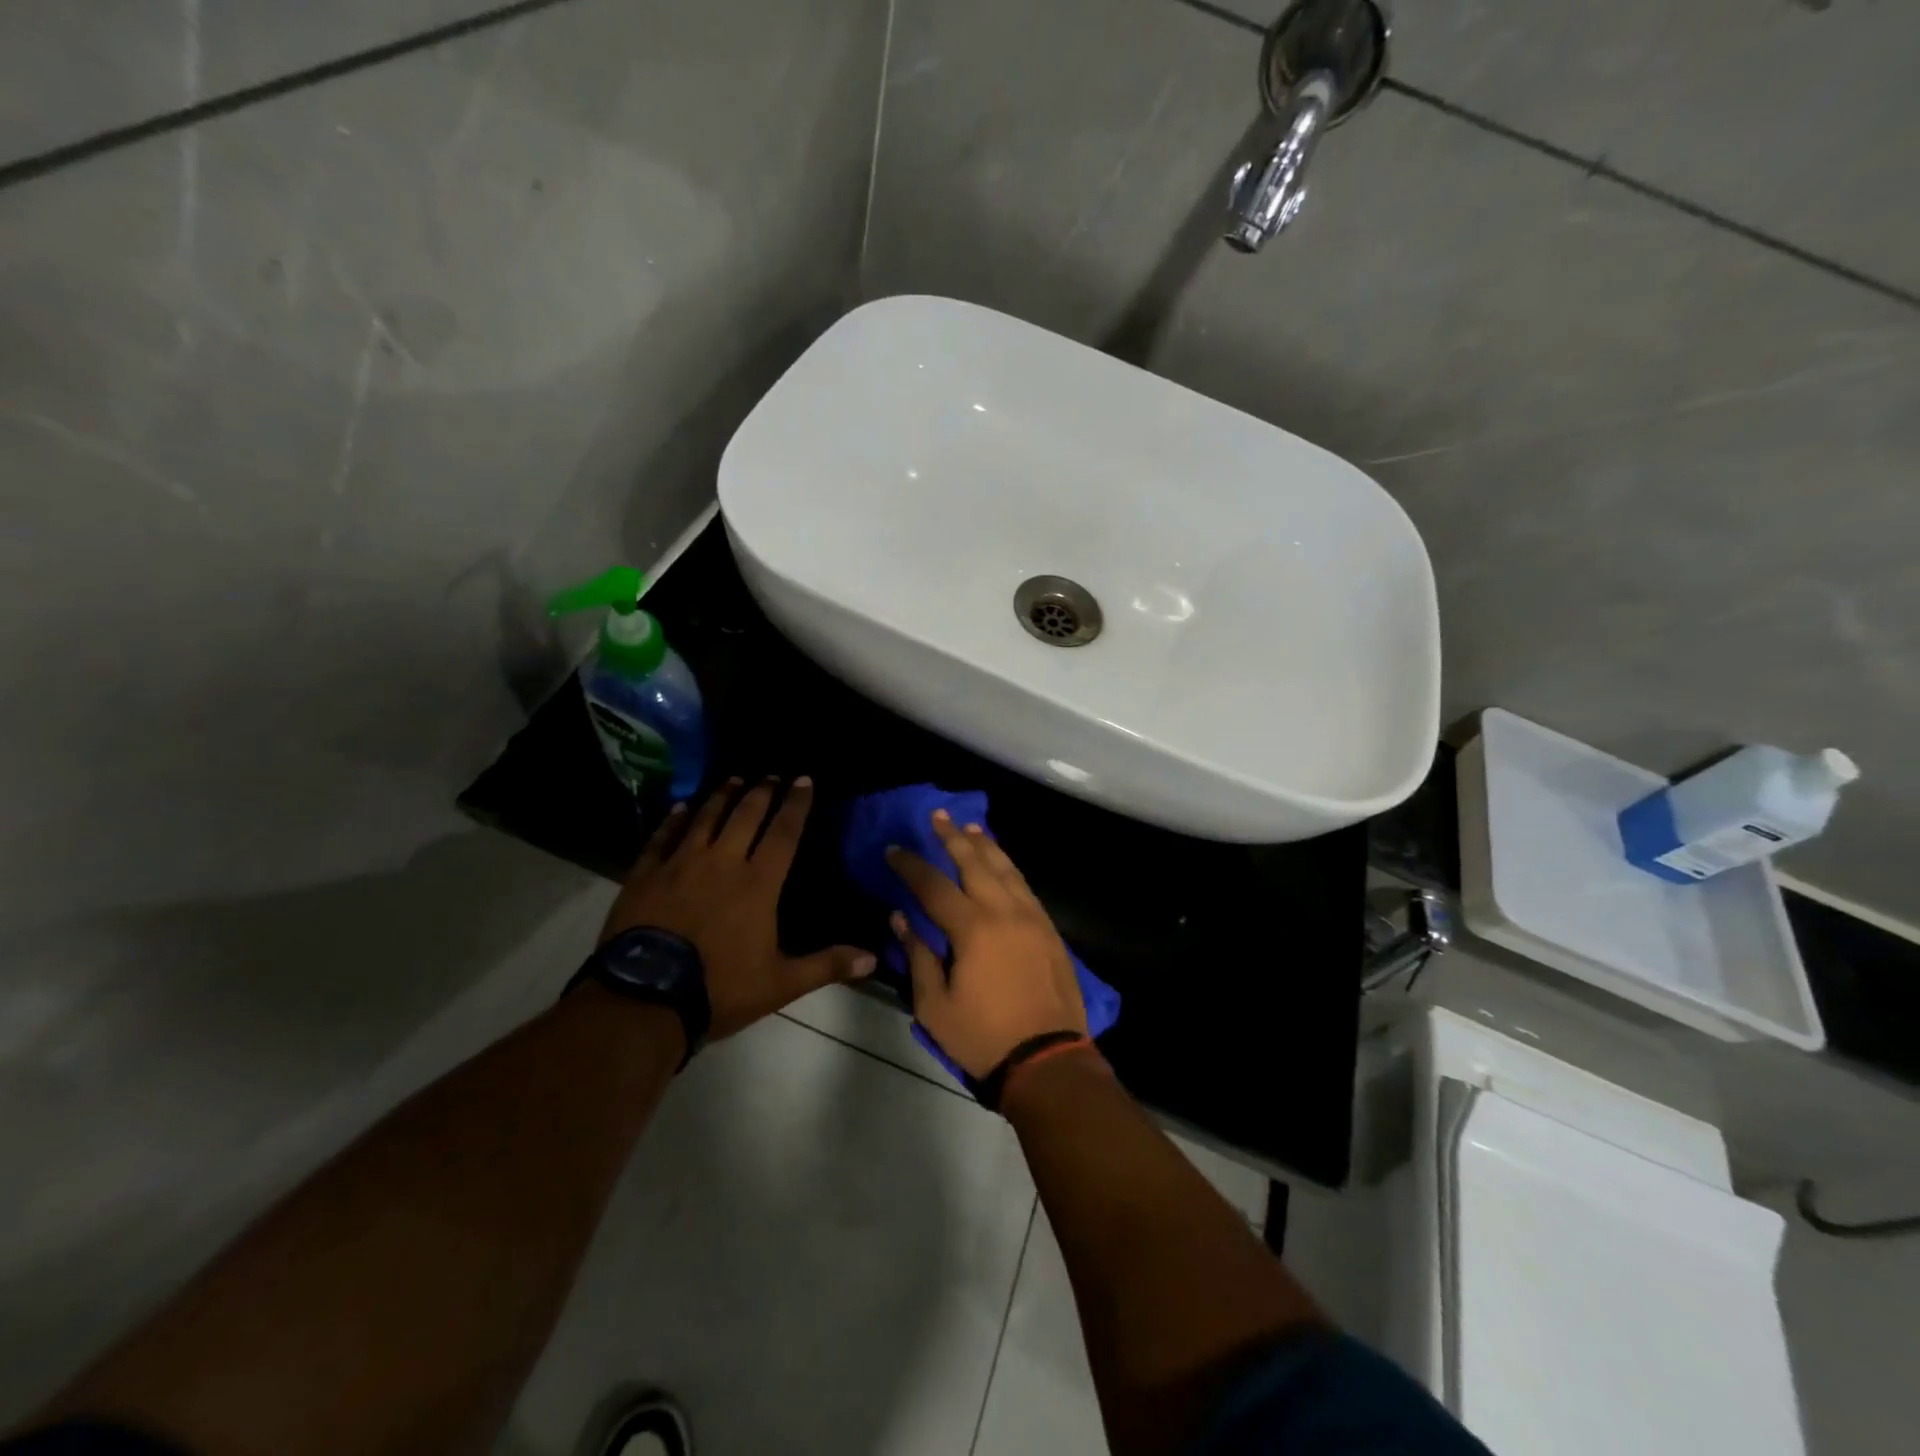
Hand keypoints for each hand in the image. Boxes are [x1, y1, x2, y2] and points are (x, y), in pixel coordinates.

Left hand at [601, 777, 874, 1038]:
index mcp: (758, 883)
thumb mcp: (781, 984)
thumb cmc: (719, 988)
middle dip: (761, 792)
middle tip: (770, 775)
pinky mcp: (645, 875)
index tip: (804, 779)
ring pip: (705, 818)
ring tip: (733, 780)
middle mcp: (722, 862)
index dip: (796, 804)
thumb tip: (873, 959)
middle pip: (745, 816)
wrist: (644, 998)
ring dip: (722, 797)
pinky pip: (662, 837)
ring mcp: (680, 864)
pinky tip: (679, 808)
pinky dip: (673, 820)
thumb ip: (826, 965)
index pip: (784, 833)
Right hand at [886, 811, 1087, 1077]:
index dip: (911, 866)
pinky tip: (1002, 863)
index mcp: (973, 928)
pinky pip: (1025, 886)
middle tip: (938, 817)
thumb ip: (918, 956)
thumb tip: (901, 917)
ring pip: (1006, 869)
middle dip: (953, 838)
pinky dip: (1010, 868)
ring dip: (986, 846)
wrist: (1048, 1060)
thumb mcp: (935, 1006)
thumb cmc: (983, 1037)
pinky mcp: (1049, 930)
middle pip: (975, 863)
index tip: (894, 849)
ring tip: (971, 828)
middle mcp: (1004, 911)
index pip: (934, 885)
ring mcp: (1032, 918)